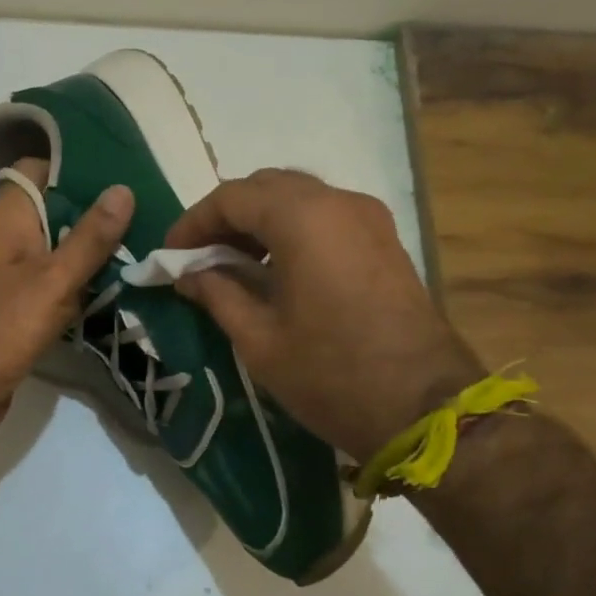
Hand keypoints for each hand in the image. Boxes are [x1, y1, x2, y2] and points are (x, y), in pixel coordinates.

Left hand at [0, 158, 133, 440]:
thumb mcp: (52, 281)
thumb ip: (89, 238)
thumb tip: (123, 190)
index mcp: (8, 218)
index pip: (39, 169)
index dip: (76, 165)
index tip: (123, 170)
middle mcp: (8, 239)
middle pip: (56, 210)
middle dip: (98, 211)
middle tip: (150, 211)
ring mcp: (13, 275)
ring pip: (59, 250)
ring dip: (94, 251)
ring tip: (148, 244)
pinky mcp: (19, 308)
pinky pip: (56, 284)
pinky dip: (82, 284)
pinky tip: (121, 286)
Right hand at [165, 169, 483, 460]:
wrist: (424, 408)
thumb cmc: (331, 374)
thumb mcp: (259, 339)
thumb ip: (218, 293)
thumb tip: (188, 274)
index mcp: (303, 219)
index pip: (232, 197)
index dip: (194, 222)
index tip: (170, 255)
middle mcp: (338, 202)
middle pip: (267, 187)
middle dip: (226, 216)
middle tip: (199, 255)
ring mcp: (368, 218)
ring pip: (299, 198)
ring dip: (260, 221)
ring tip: (232, 263)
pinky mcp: (384, 239)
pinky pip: (326, 216)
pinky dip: (292, 229)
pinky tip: (276, 269)